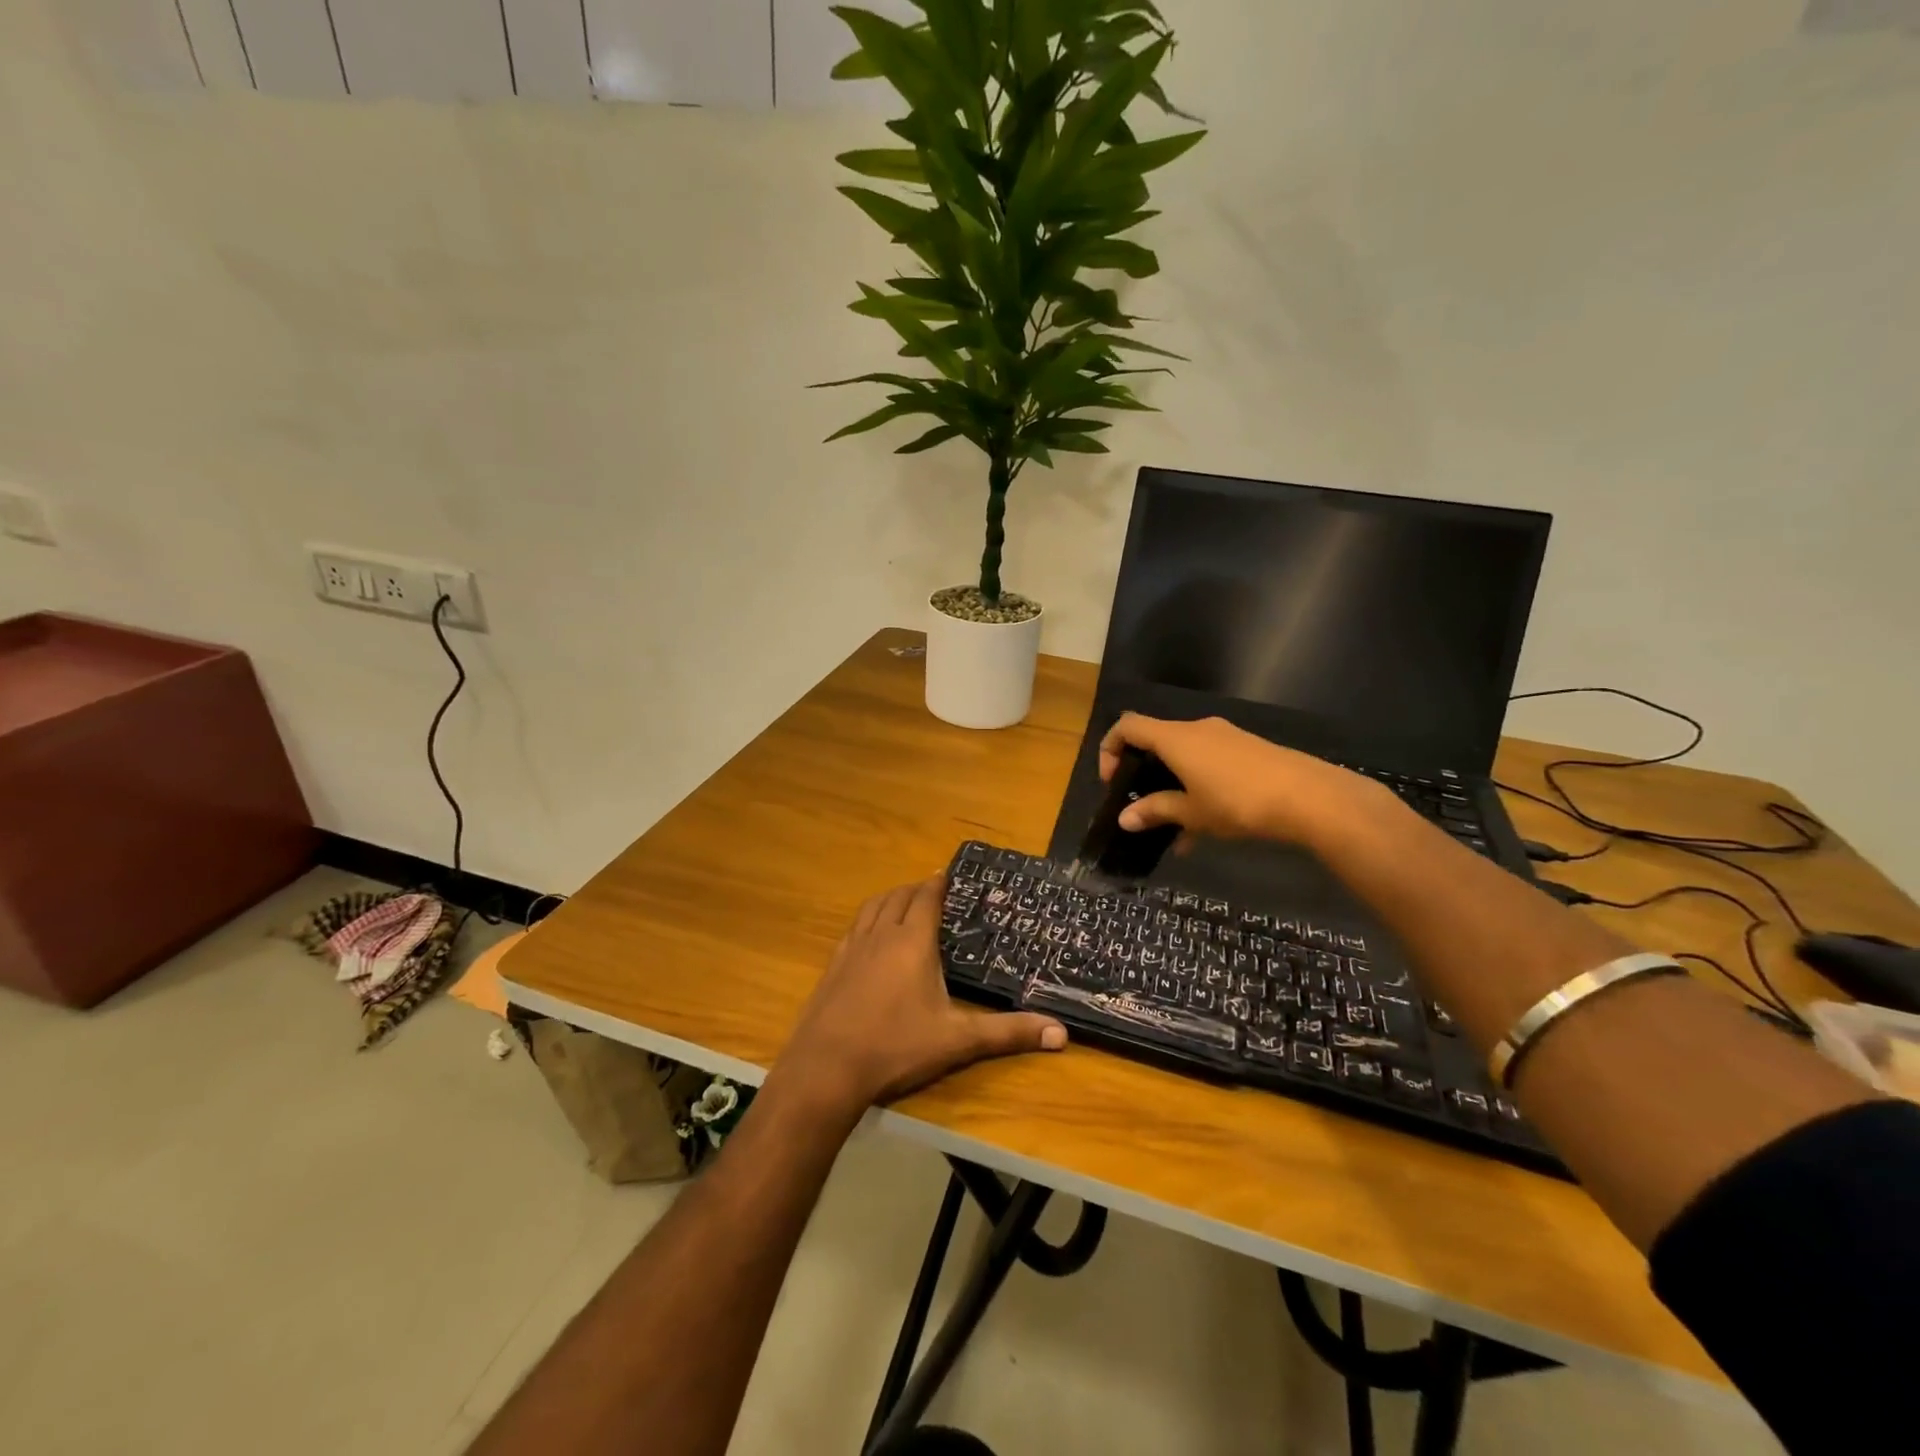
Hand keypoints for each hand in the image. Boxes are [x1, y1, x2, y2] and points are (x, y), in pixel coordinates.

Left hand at [778, 878, 1066, 1112]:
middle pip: (899, 896)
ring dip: (890, 898)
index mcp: (912, 942)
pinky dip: (867, 919)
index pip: (926, 898)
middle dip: (916, 889)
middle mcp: (881, 935)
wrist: (826, 1069)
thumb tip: (1061, 1033)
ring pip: (873, 907)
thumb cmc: (896, 1047)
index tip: (948, 873)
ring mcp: (852, 948)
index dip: (938, 883)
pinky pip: (853, 928)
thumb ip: (1007, 1033)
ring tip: (902, 902)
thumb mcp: (957, 1041)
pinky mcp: (833, 966)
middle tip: (932, 890)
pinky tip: (869, 936)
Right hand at [1098, 713, 1398, 847]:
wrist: (1310, 797)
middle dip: (1143, 773)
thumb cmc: (1239, 802)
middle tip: (1142, 805)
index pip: (1128, 726)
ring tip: (1175, 829)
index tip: (1111, 782)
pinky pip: (1209, 763)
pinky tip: (1207, 828)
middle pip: (1157, 740)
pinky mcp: (1248, 750)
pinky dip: (1198, 787)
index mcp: (1175, 738)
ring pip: (1185, 756)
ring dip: (1173, 786)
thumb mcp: (1192, 813)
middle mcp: (1197, 729)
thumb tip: (1124, 819)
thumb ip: (1156, 811)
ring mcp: (1225, 737)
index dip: (1110, 748)